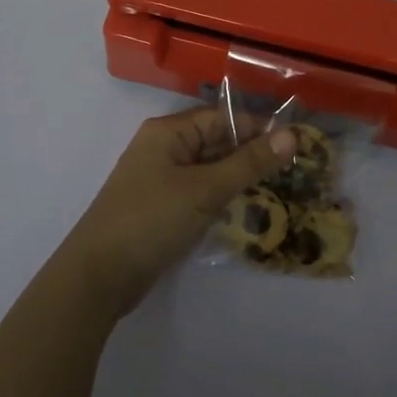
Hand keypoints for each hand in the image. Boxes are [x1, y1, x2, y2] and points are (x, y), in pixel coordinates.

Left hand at [62, 107, 296, 316]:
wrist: (98, 277)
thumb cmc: (151, 220)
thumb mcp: (205, 189)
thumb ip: (249, 163)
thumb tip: (291, 135)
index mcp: (169, 131)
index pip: (224, 118)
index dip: (260, 129)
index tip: (298, 146)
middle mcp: (165, 148)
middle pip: (218, 141)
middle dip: (253, 155)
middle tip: (296, 171)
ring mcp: (163, 179)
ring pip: (212, 169)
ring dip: (241, 178)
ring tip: (282, 191)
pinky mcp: (164, 207)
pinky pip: (202, 192)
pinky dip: (224, 198)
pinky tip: (250, 211)